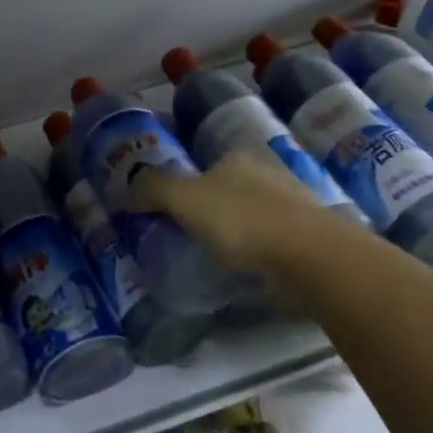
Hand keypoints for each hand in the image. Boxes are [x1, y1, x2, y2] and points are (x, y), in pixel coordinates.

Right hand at [131, 150, 347, 277]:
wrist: (311, 257)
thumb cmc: (242, 220)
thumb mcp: (184, 198)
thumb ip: (152, 190)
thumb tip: (121, 191)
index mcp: (237, 159)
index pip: (202, 169)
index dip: (183, 191)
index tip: (170, 217)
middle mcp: (267, 174)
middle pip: (227, 192)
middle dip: (211, 212)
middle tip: (189, 241)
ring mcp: (292, 207)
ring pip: (252, 218)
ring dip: (236, 235)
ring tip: (216, 261)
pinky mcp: (308, 239)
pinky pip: (271, 244)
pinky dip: (257, 255)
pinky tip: (248, 272)